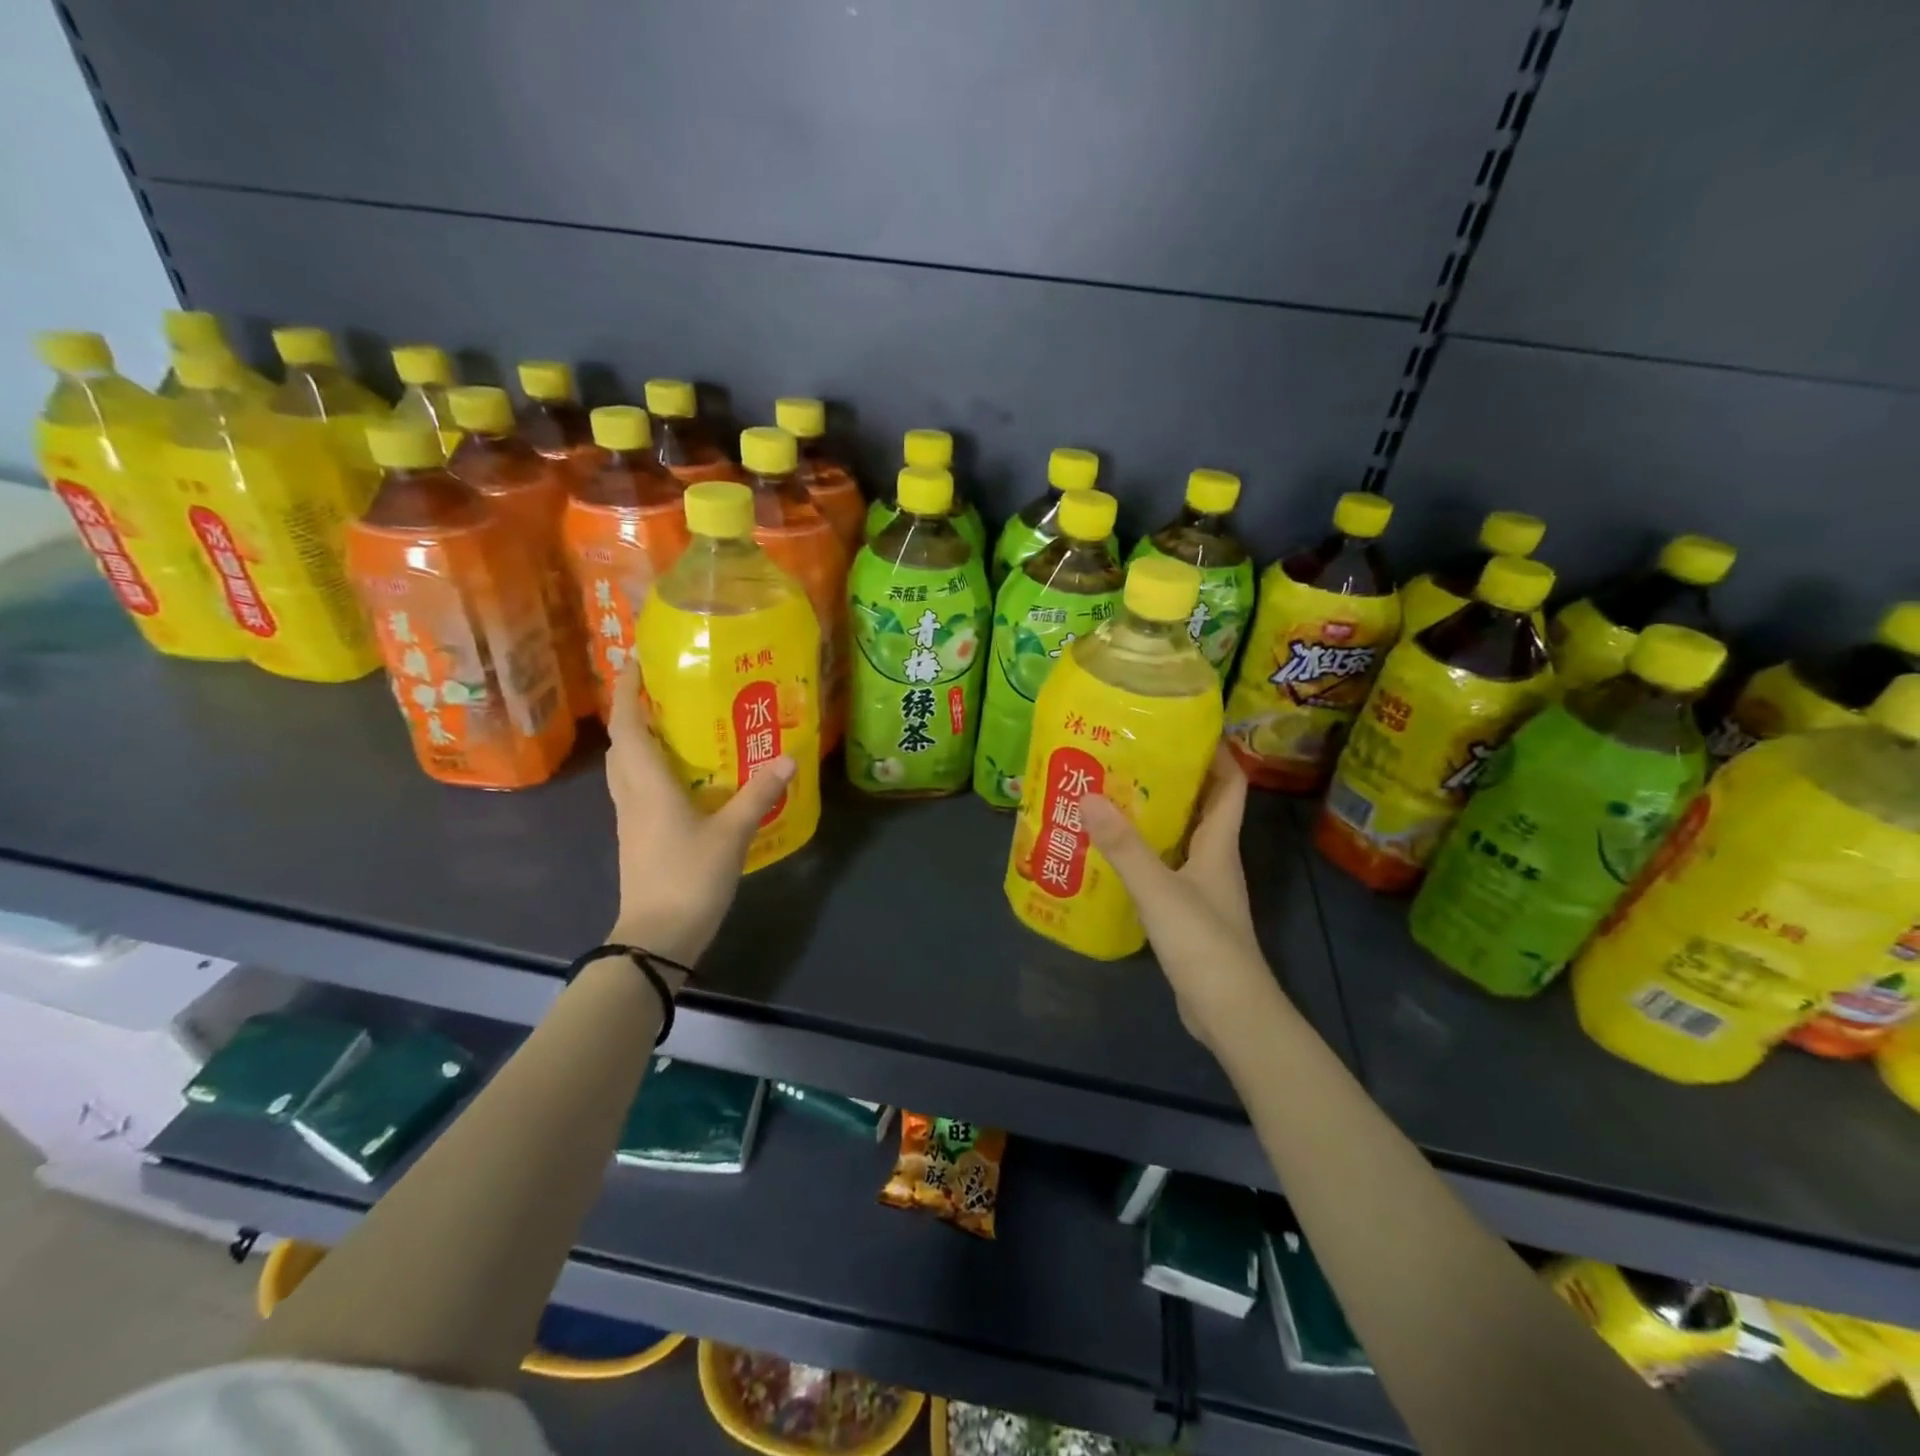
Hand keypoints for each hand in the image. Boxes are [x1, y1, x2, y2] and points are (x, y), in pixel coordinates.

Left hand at [604, 663, 795, 966]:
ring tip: (674, 726)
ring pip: (626, 768)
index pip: (628, 727)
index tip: (636, 660)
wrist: (657, 937)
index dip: (628, 691)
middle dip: (635, 712)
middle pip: (622, 744)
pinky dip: (650, 771)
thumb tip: (788, 757)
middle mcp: (631, 795)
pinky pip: (638, 790)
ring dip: (640, 741)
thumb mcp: (731, 834)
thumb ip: (758, 794)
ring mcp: (630, 819)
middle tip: (666, 692)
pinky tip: (682, 777)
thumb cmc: (688, 877)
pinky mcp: (638, 838)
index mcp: (647, 785)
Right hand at [1079, 747, 1281, 1048]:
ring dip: (1154, 819)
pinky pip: (1167, 870)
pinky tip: (1112, 858)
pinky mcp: (1189, 915)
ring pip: (1181, 840)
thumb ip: (1124, 846)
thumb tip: (1089, 796)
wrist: (1230, 1012)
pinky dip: (1145, 856)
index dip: (1217, 754)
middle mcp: (1214, 860)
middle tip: (1129, 759)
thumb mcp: (1159, 890)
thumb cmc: (1204, 943)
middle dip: (1173, 780)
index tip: (1185, 728)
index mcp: (1218, 845)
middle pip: (1202, 808)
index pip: (1230, 786)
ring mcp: (1203, 889)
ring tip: (1111, 799)